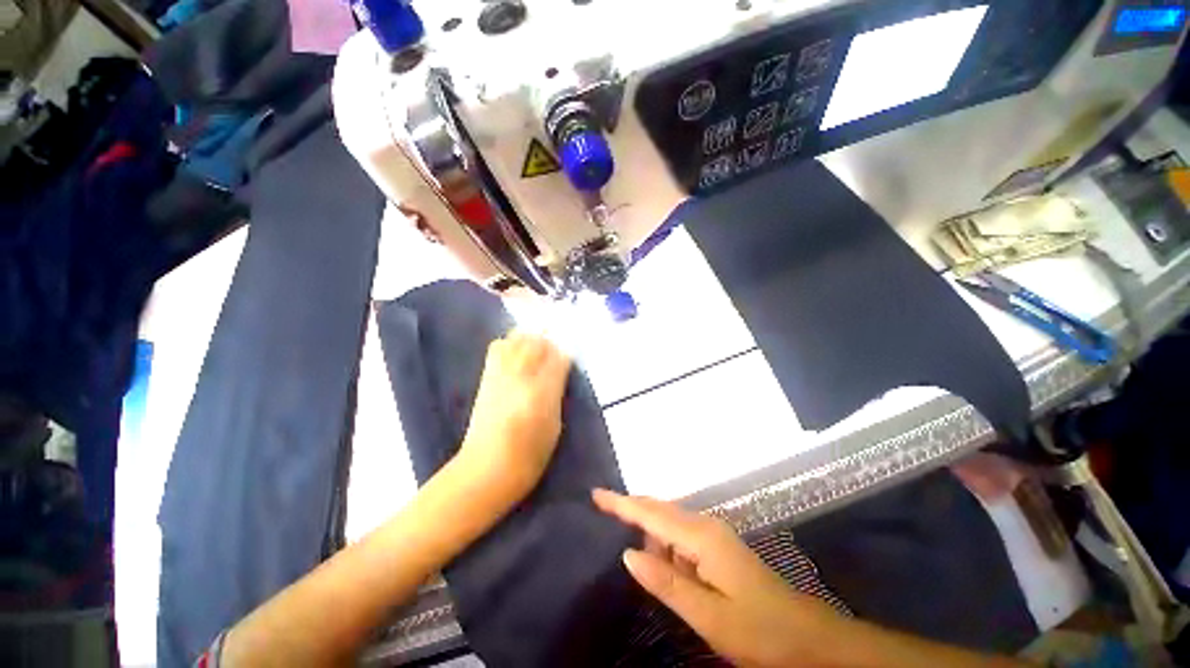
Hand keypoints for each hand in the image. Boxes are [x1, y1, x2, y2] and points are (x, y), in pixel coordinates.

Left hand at [458, 331, 571, 501]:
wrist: (486, 468)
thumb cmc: (530, 455)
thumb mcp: (555, 425)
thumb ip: (557, 393)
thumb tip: (560, 371)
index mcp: (542, 393)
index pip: (559, 358)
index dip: (566, 355)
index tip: (569, 360)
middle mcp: (521, 377)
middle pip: (537, 342)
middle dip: (548, 342)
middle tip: (554, 353)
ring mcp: (501, 375)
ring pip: (516, 339)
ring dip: (528, 339)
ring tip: (535, 349)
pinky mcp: (486, 378)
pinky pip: (497, 347)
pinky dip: (509, 344)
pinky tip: (515, 353)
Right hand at [592, 489, 847, 667]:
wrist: (808, 638)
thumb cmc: (759, 630)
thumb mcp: (708, 616)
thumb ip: (666, 582)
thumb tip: (628, 553)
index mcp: (701, 537)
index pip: (651, 514)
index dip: (622, 503)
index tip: (596, 494)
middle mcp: (705, 526)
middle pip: (659, 510)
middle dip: (631, 509)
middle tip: (602, 510)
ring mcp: (713, 535)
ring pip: (669, 524)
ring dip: (649, 532)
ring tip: (632, 551)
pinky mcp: (717, 547)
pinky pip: (681, 537)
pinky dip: (664, 544)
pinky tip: (660, 562)